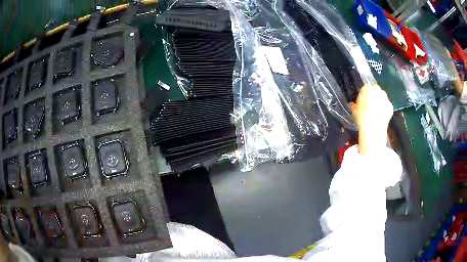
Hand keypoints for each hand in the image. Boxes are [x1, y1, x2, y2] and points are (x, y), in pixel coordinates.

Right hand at [351, 84, 392, 157]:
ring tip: (376, 110)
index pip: (366, 87)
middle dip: (374, 94)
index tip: (363, 100)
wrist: (373, 128)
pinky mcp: (390, 106)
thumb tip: (351, 105)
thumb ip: (353, 105)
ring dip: (380, 100)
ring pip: (383, 96)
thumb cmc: (361, 117)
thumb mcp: (354, 110)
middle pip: (376, 89)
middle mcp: (377, 90)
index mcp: (367, 88)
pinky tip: (381, 115)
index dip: (364, 94)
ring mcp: (385, 98)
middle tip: (370, 104)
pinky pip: (387, 105)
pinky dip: (385, 109)